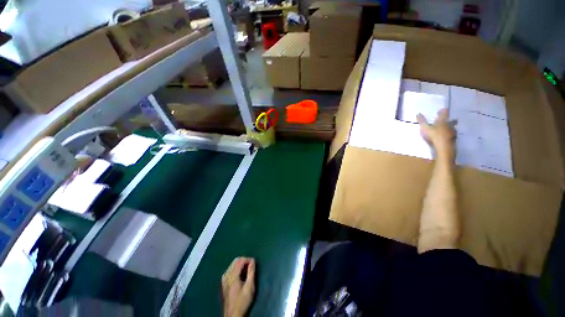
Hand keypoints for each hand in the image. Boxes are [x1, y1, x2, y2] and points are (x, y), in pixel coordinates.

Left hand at [222, 257, 255, 316]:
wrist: (233, 314)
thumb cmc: (242, 301)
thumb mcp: (249, 287)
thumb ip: (251, 272)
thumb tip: (253, 261)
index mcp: (232, 275)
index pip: (240, 260)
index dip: (248, 259)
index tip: (255, 264)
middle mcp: (227, 275)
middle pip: (236, 260)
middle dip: (245, 261)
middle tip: (251, 266)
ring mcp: (224, 278)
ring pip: (233, 264)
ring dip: (241, 264)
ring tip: (248, 270)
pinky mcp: (224, 282)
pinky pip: (231, 269)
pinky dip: (237, 268)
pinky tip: (241, 275)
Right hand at [417, 109, 454, 158]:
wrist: (444, 147)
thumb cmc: (433, 136)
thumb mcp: (425, 128)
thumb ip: (422, 121)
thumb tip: (418, 113)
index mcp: (442, 121)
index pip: (444, 113)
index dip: (443, 111)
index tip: (442, 109)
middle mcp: (449, 124)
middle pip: (450, 120)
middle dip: (448, 119)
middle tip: (445, 119)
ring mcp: (452, 131)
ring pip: (452, 127)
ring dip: (450, 126)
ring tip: (446, 127)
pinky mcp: (453, 138)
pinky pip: (452, 134)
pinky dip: (450, 133)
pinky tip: (447, 136)